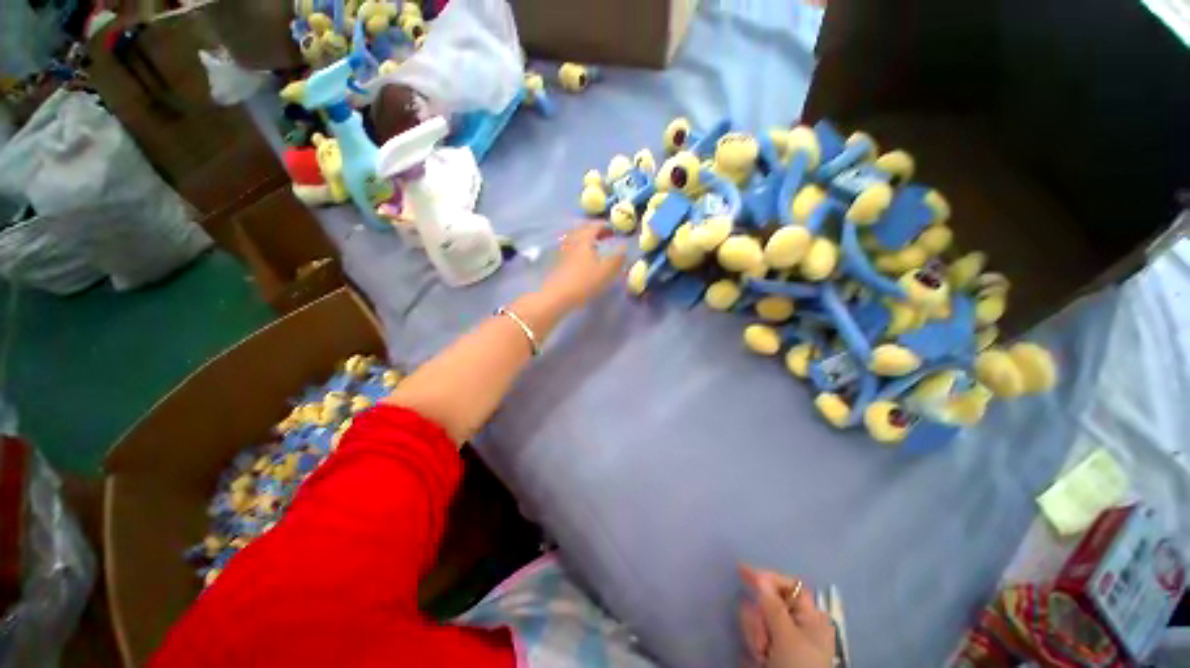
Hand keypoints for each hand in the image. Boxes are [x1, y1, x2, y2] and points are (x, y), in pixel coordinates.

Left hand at [543, 222, 626, 307]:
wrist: (557, 296)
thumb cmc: (584, 281)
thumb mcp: (606, 271)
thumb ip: (617, 258)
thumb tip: (624, 247)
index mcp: (584, 239)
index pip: (595, 226)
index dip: (605, 226)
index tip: (614, 229)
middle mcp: (572, 241)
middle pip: (583, 230)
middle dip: (595, 231)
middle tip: (605, 236)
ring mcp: (563, 252)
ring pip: (576, 240)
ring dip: (587, 240)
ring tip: (596, 247)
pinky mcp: (558, 263)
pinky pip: (571, 250)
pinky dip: (580, 249)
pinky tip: (585, 259)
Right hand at [738, 566, 835, 667]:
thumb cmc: (797, 666)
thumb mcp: (786, 636)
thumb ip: (773, 606)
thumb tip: (760, 577)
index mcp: (811, 618)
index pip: (790, 585)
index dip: (769, 577)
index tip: (743, 573)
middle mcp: (800, 625)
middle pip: (771, 603)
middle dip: (760, 616)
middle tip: (761, 637)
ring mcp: (786, 641)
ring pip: (761, 620)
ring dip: (756, 633)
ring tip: (761, 653)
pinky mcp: (773, 653)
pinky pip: (757, 636)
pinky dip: (754, 644)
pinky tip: (756, 659)